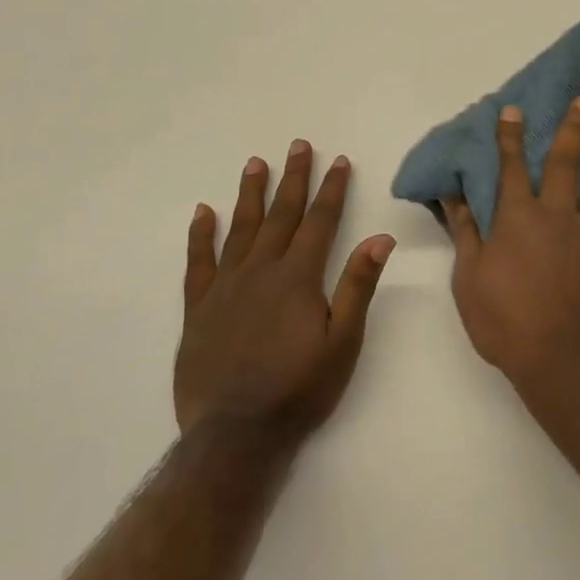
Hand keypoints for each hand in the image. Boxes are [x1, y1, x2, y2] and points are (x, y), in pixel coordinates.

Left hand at [175, 141, 394, 444]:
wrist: (236, 433)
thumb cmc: (299, 388)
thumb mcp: (343, 341)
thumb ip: (358, 286)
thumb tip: (381, 237)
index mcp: (298, 278)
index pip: (320, 222)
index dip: (332, 190)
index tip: (339, 161)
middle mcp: (260, 271)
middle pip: (280, 215)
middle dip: (293, 179)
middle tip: (298, 146)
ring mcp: (225, 287)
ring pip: (239, 228)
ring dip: (250, 194)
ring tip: (255, 163)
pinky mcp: (198, 308)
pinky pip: (198, 261)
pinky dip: (201, 235)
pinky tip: (203, 212)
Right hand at [443, 97, 579, 381]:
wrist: (557, 357)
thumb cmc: (504, 320)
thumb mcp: (469, 278)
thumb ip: (466, 232)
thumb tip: (453, 196)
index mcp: (517, 217)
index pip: (511, 168)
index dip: (510, 138)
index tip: (513, 110)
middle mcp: (557, 214)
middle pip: (565, 163)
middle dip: (574, 129)